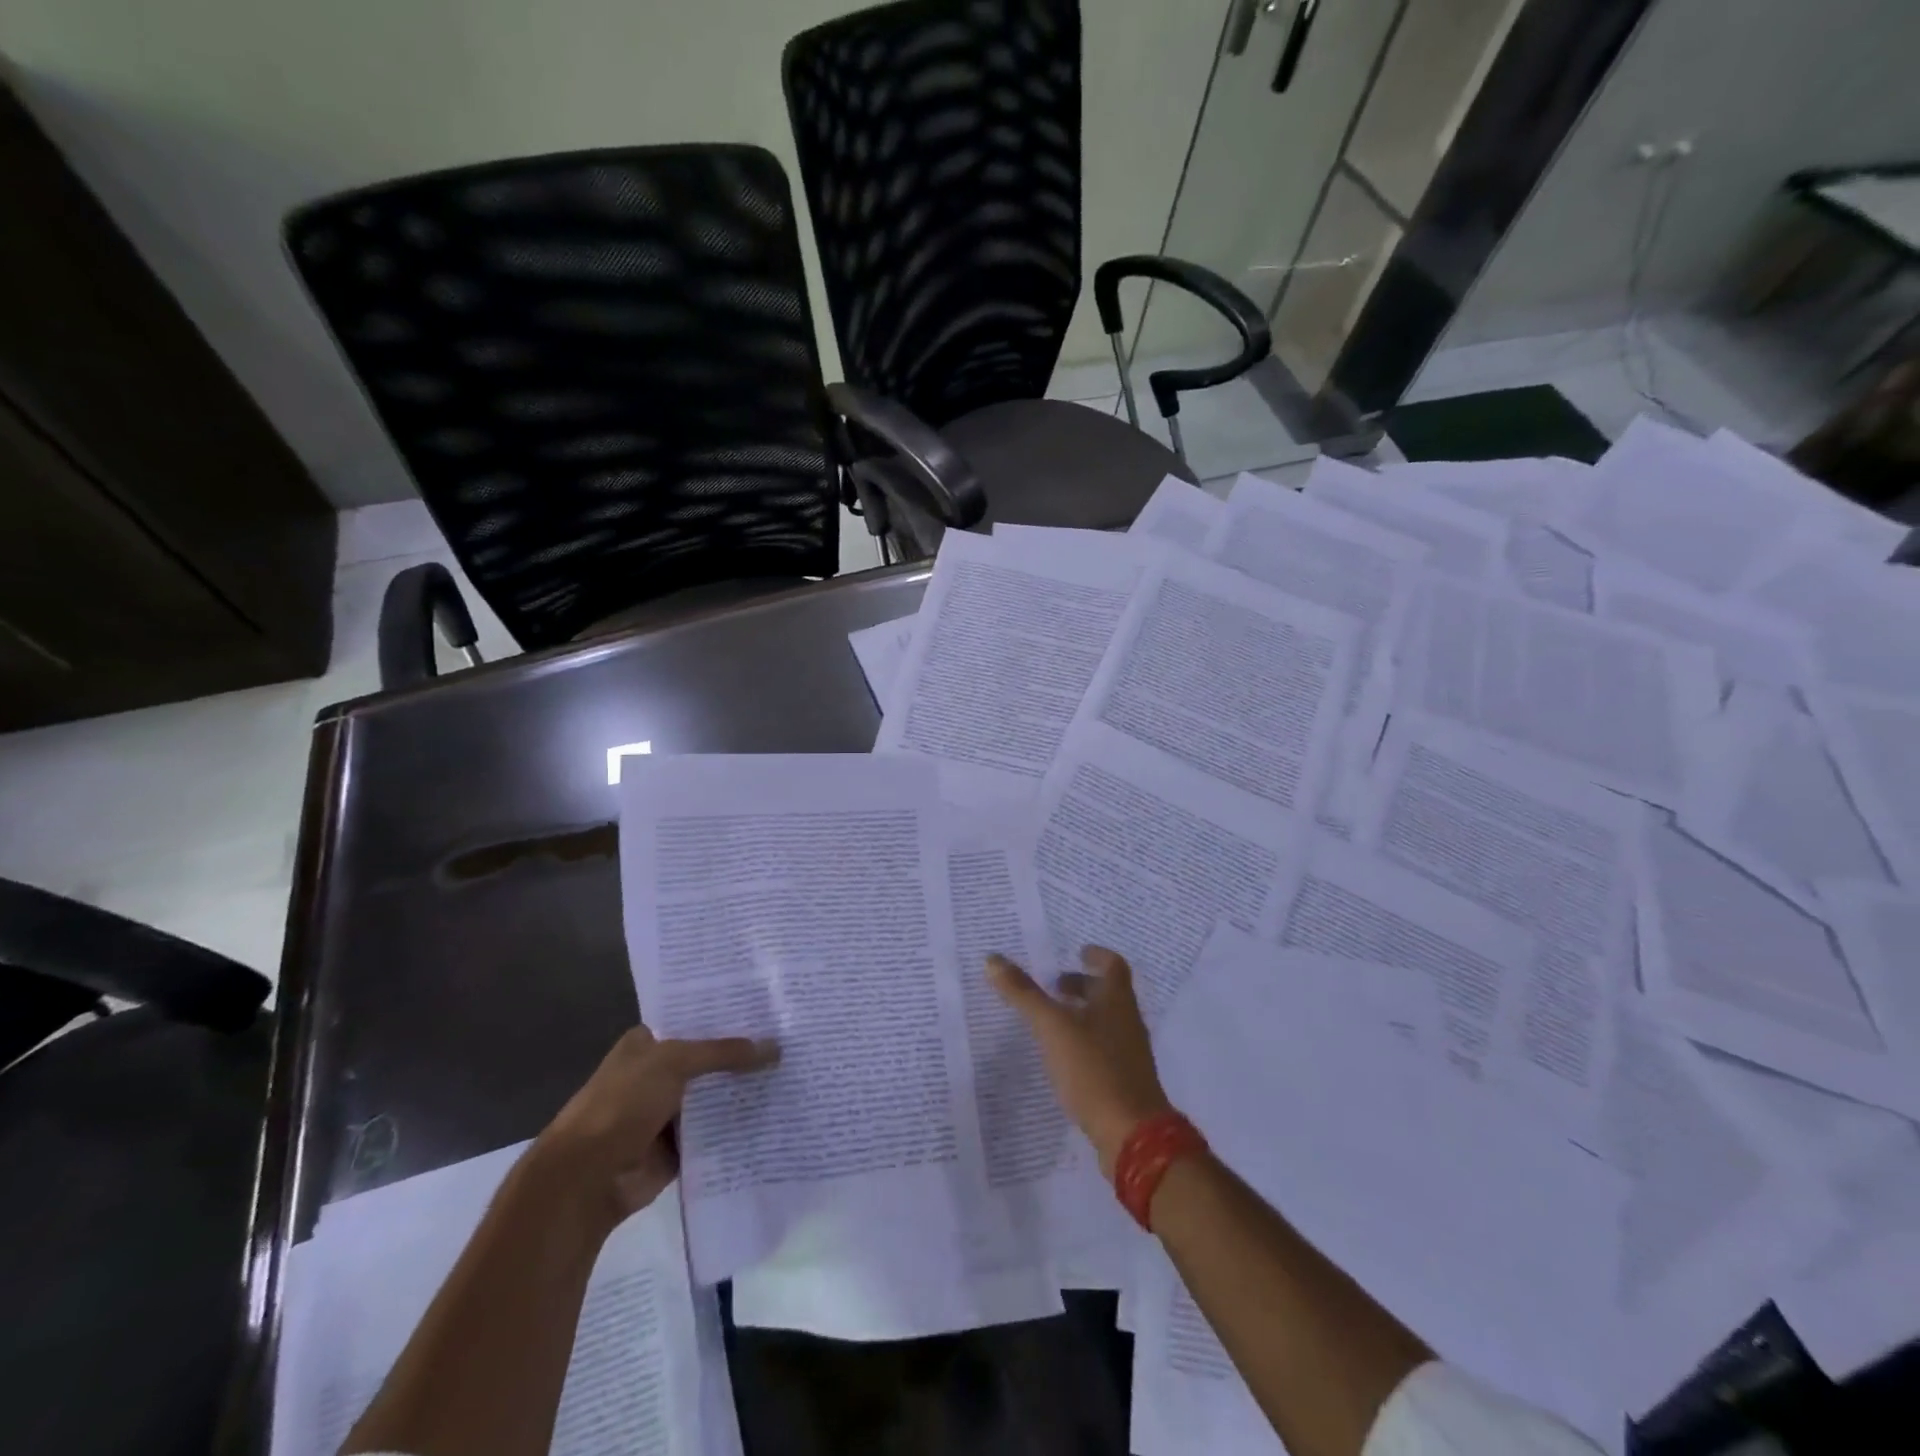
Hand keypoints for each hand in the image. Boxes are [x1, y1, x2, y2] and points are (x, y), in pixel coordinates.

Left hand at [534, 1025, 777, 1227]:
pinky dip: (738, 1126)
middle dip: (744, 1052)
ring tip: (794, 1071)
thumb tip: (775, 1046)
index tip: (768, 1006)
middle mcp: (658, 1073)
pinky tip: (776, 1112)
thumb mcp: (674, 1063)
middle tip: (791, 1037)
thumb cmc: (622, 1104)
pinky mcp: (679, 1147)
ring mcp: (668, 1112)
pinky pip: (716, 1131)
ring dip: (744, 1090)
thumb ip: (724, 1053)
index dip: (728, 1014)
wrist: (587, 1179)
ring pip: (715, 1095)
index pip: (694, 1020)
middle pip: (709, 1058)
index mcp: (647, 1044)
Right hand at [988, 946, 1172, 1176]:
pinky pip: (1103, 1050)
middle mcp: (1127, 1022)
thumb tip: (992, 959)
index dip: (1096, 956)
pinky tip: (1062, 1058)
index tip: (1077, 952)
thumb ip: (1023, 994)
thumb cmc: (1094, 1069)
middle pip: (1108, 994)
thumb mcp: (1052, 1027)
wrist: (1133, 1135)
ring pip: (1105, 1022)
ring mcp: (1129, 1054)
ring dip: (1081, 1015)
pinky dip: (1083, 1043)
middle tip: (1052, 987)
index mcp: (1117, 1001)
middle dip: (1081, 986)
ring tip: (1050, 1022)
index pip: (1113, 965)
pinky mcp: (1124, 1081)